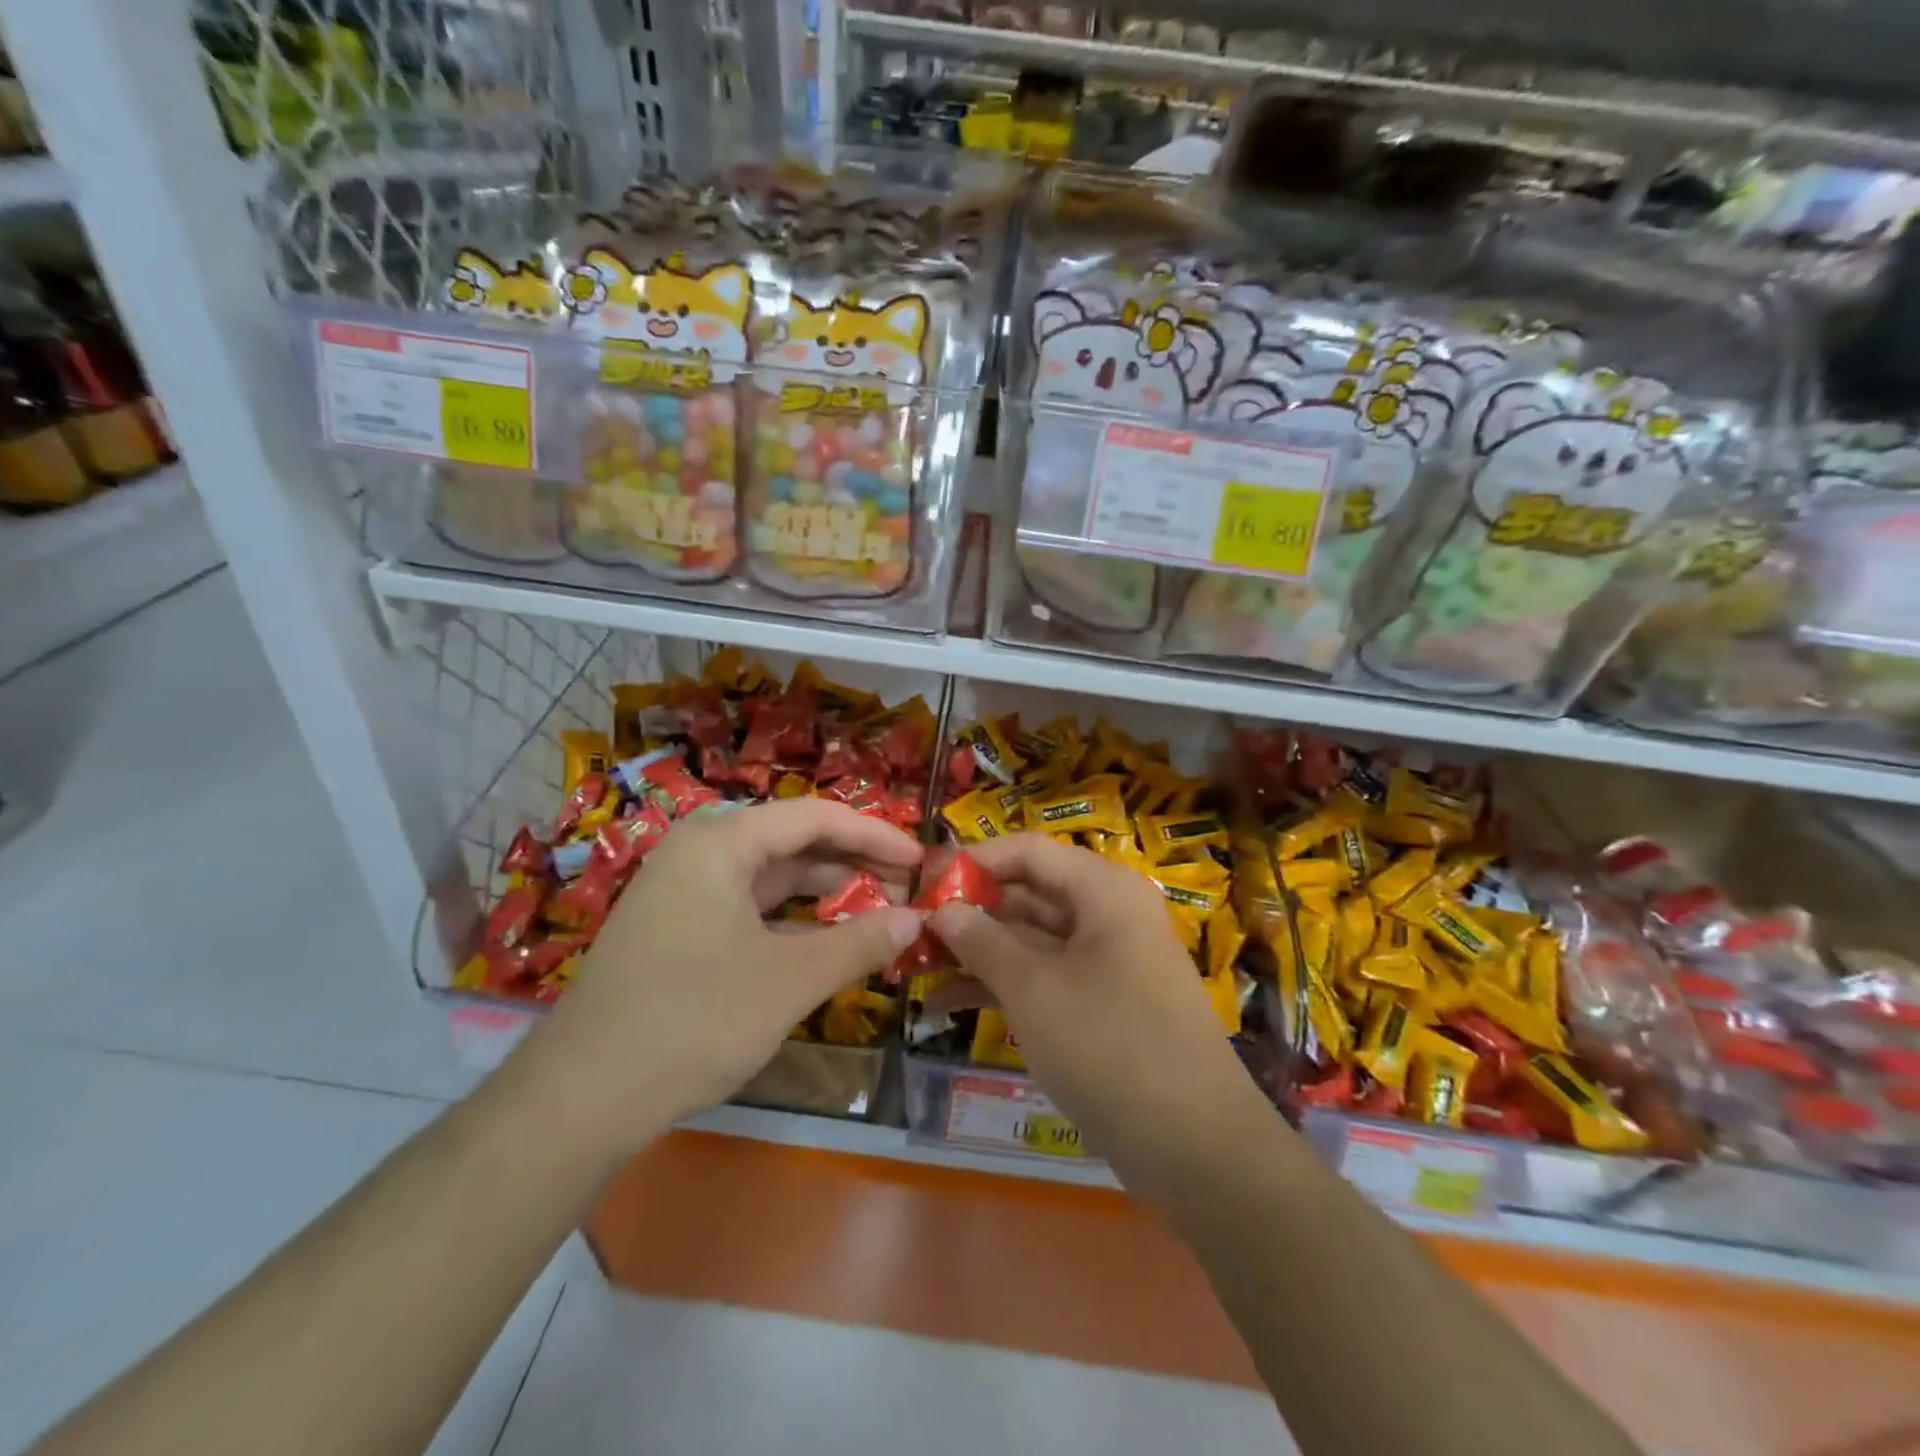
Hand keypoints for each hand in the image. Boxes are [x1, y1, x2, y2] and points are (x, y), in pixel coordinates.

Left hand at [512, 800, 924, 1151]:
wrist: (579, 1099)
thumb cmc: (693, 1020)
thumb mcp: (789, 980)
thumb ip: (858, 942)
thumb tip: (915, 920)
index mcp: (721, 842)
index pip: (815, 817)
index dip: (875, 834)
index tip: (920, 861)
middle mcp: (698, 853)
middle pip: (793, 841)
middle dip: (853, 863)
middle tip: (906, 889)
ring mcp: (682, 893)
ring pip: (771, 877)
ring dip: (825, 892)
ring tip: (877, 912)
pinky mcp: (677, 931)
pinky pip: (748, 908)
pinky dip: (792, 919)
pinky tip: (825, 940)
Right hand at [930, 835, 1263, 1176]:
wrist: (1195, 1145)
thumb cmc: (1108, 1043)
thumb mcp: (1033, 988)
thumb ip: (982, 941)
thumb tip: (942, 910)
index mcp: (1102, 890)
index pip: (1028, 852)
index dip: (974, 861)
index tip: (924, 882)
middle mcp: (1106, 915)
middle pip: (1028, 895)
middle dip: (969, 913)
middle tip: (911, 929)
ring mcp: (1105, 962)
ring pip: (1031, 941)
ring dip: (977, 953)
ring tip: (914, 966)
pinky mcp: (1100, 1006)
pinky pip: (1043, 979)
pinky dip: (1000, 986)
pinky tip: (944, 1003)